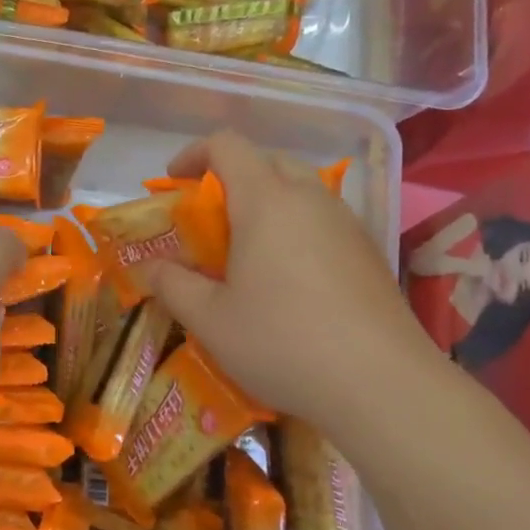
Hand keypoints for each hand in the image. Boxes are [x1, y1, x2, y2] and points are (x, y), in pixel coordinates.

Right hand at [133, 132, 443, 428]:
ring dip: (267, 202)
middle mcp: (309, 198)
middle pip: (267, 160)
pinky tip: (289, 278)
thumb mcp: (210, 319)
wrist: (383, 384)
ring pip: (300, 188)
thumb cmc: (283, 342)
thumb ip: (172, 285)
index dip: (194, 154)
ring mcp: (346, 223)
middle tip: (209, 219)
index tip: (175, 183)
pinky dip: (296, 227)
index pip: (227, 145)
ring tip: (247, 250)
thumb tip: (147, 268)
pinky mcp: (369, 251)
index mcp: (266, 200)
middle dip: (231, 177)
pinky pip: (323, 218)